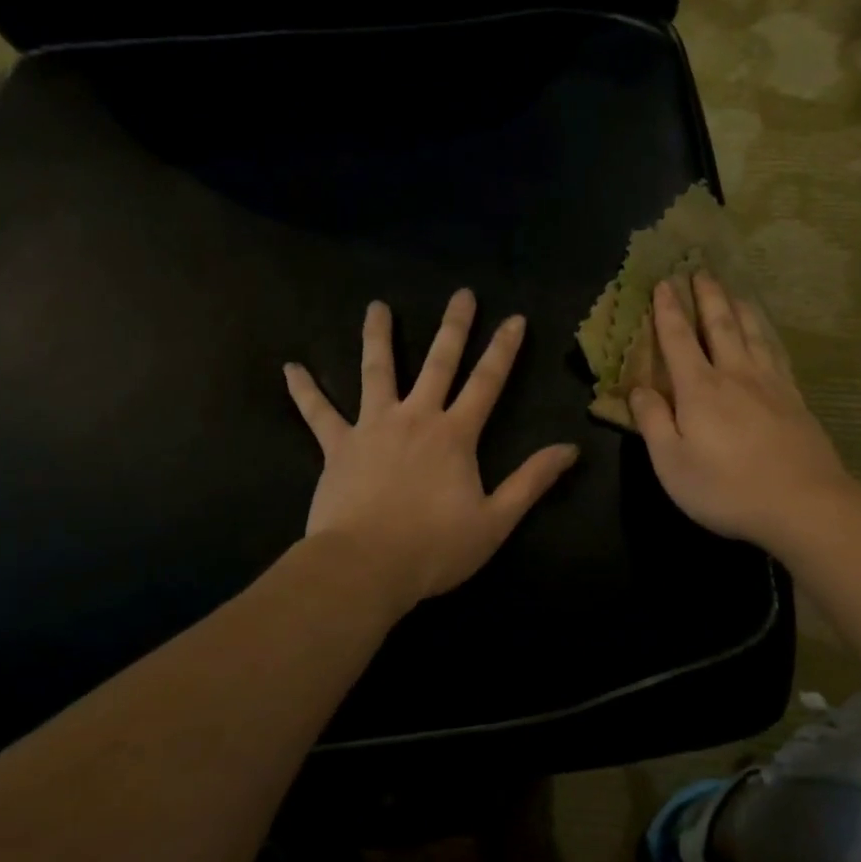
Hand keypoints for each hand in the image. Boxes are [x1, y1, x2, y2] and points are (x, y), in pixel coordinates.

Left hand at [283, 290, 578, 611]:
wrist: (365, 567)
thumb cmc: (434, 547)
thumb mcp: (496, 520)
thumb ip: (532, 481)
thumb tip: (570, 448)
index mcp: (455, 435)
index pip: (487, 382)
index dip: (503, 349)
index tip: (514, 318)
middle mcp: (415, 417)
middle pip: (438, 363)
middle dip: (454, 327)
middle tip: (462, 294)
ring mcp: (372, 427)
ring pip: (376, 371)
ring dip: (378, 337)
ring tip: (377, 307)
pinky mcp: (337, 446)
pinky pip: (318, 413)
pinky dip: (305, 390)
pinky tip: (291, 369)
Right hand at [629, 273, 853, 554]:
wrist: (804, 504)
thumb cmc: (727, 488)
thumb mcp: (672, 463)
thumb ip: (653, 422)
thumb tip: (637, 388)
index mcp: (700, 389)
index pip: (678, 340)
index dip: (668, 311)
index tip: (664, 282)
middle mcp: (735, 375)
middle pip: (720, 326)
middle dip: (707, 297)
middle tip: (701, 270)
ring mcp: (770, 385)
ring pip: (753, 333)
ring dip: (740, 308)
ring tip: (733, 291)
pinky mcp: (795, 399)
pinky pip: (777, 353)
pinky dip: (767, 335)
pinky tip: (768, 335)